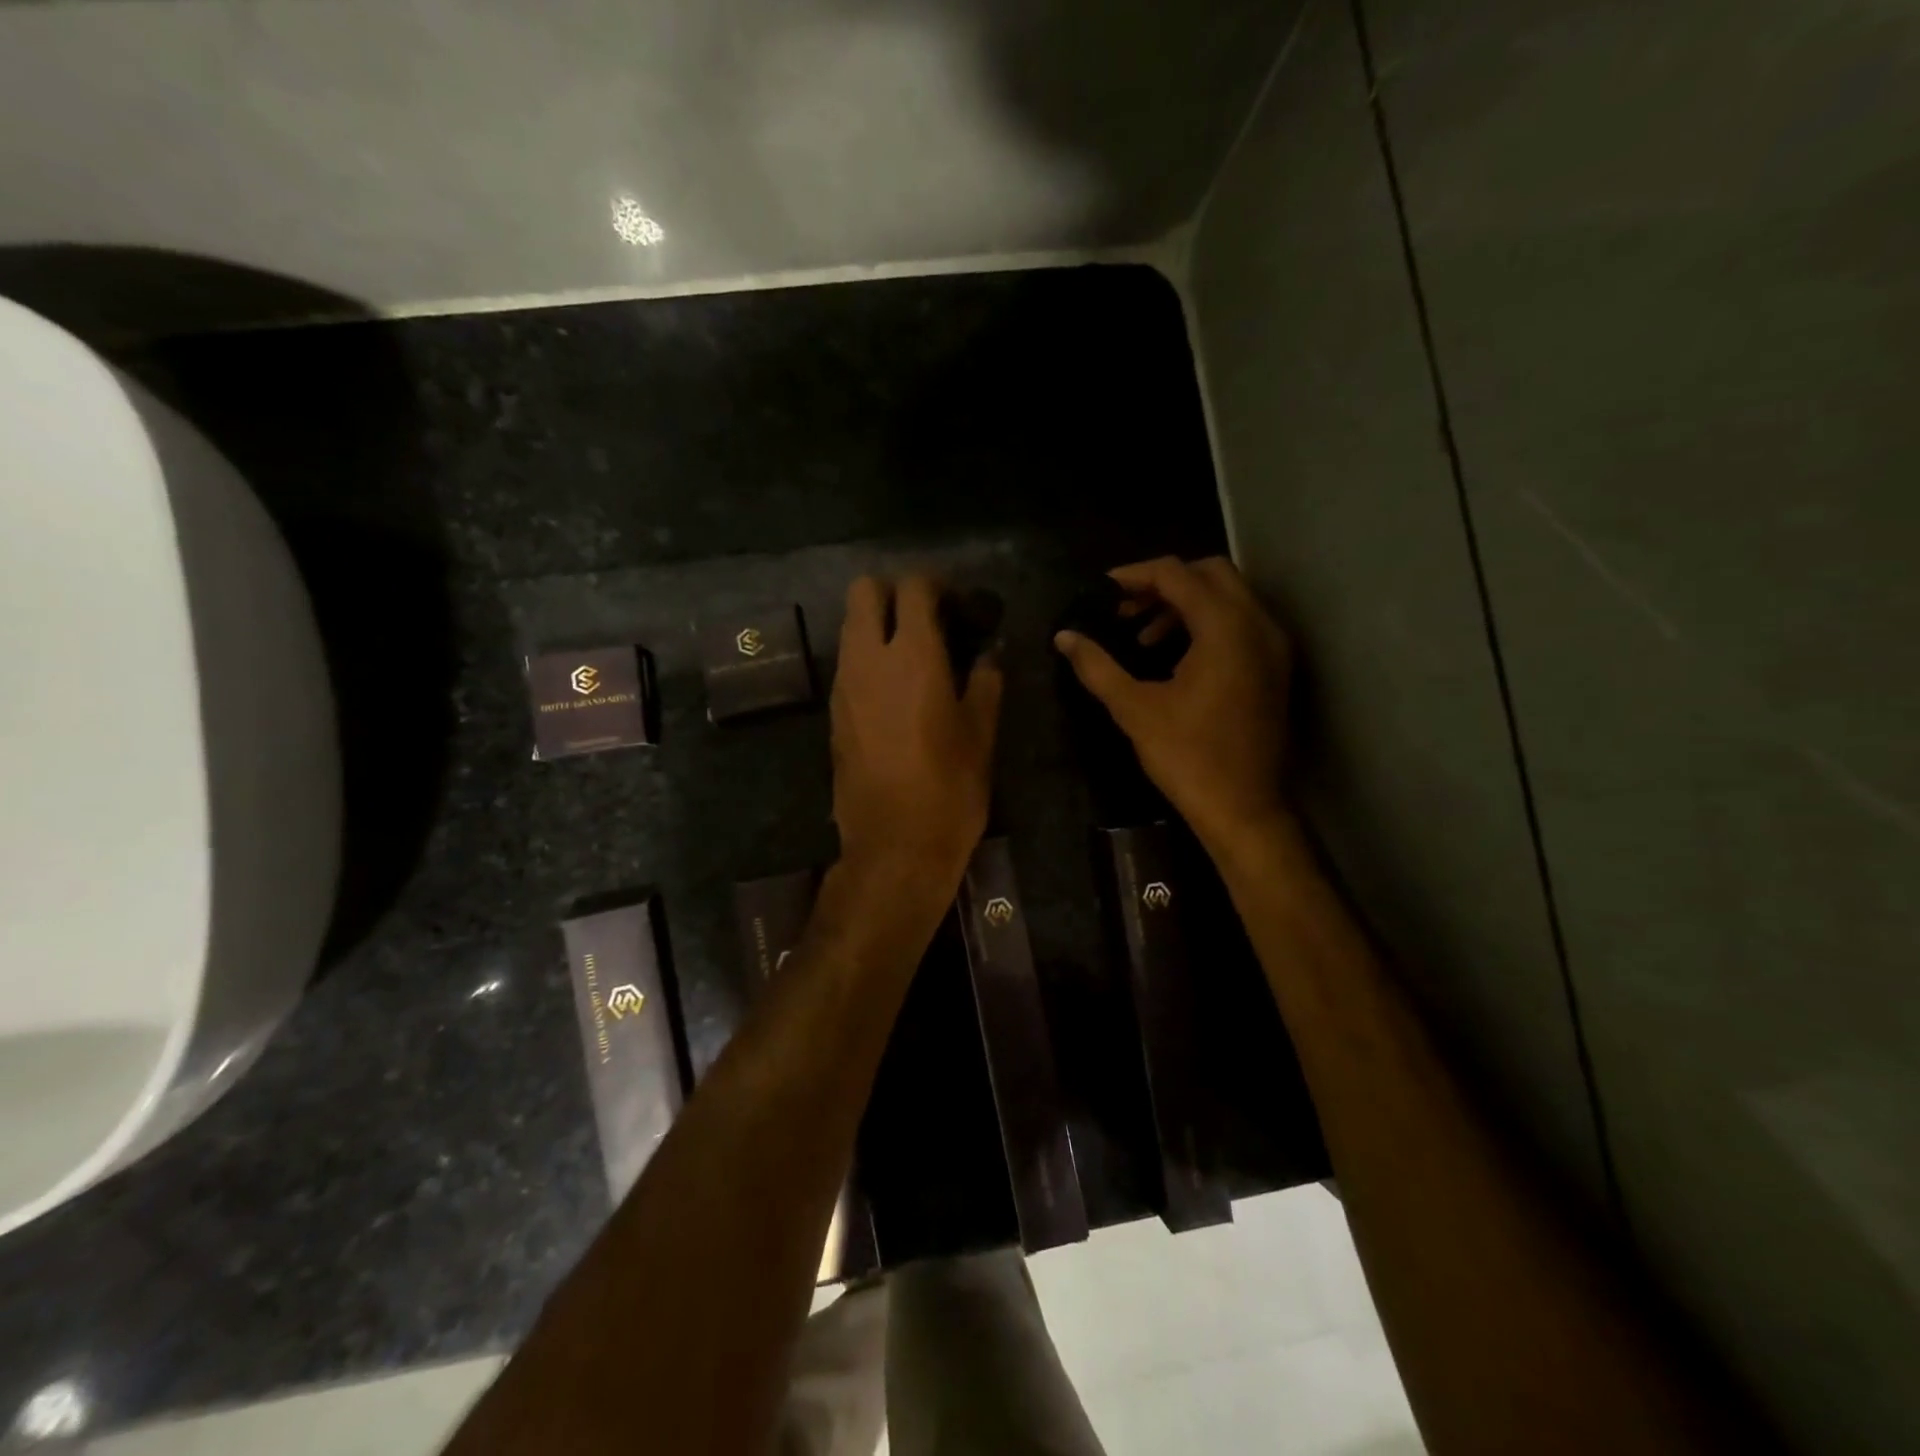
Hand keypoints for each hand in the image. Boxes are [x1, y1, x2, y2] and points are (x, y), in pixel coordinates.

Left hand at [830, 575, 1002, 892]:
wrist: (894, 846)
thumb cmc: (949, 789)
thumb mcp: (981, 733)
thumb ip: (985, 682)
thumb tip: (989, 654)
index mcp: (912, 655)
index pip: (913, 587)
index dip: (937, 585)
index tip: (959, 605)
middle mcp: (867, 659)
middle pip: (864, 591)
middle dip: (894, 592)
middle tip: (927, 618)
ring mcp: (844, 686)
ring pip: (849, 626)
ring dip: (877, 624)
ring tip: (914, 655)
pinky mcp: (833, 713)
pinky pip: (848, 663)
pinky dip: (868, 658)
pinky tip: (896, 690)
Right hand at [1055, 556, 1291, 851]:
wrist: (1245, 809)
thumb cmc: (1188, 757)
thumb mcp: (1135, 709)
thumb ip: (1097, 666)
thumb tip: (1064, 637)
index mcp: (1225, 628)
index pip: (1177, 574)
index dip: (1134, 575)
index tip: (1101, 591)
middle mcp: (1257, 625)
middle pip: (1209, 573)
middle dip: (1163, 583)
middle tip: (1124, 609)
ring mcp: (1272, 646)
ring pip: (1227, 598)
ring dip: (1183, 605)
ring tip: (1142, 638)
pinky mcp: (1274, 668)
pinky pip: (1239, 624)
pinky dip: (1206, 625)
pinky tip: (1174, 657)